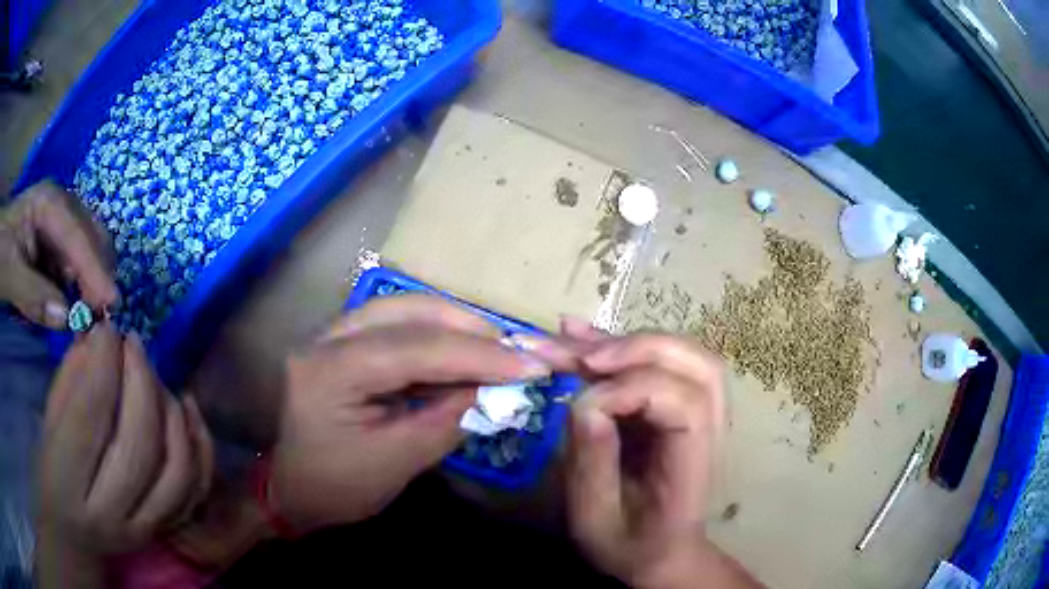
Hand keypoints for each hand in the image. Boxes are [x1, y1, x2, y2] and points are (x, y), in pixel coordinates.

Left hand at [0, 180, 116, 327]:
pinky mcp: (54, 243)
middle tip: (97, 315)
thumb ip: (33, 294)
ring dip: (89, 283)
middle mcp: (59, 206)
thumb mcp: (9, 273)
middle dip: (97, 273)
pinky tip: (72, 305)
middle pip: (91, 235)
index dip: (95, 268)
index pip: (77, 235)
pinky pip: (73, 265)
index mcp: (48, 203)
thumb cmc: (0, 254)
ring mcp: (57, 223)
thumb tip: (66, 318)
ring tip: (85, 316)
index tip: (112, 304)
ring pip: (86, 251)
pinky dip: (77, 287)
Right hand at [37, 324, 213, 585]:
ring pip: (175, 469)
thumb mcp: (49, 423)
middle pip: (138, 445)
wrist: (74, 537)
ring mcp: (145, 531)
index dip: (103, 363)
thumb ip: (71, 381)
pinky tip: (185, 406)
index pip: (89, 417)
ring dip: (170, 411)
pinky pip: (197, 488)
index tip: (110, 326)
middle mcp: (109, 517)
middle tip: (134, 343)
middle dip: (141, 382)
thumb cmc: (52, 473)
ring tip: (154, 375)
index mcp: (67, 486)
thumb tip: (102, 335)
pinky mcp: (167, 532)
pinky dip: (198, 443)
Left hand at [269, 294, 551, 532]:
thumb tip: (500, 390)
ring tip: (499, 349)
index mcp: (329, 371)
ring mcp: (334, 334)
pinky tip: (465, 353)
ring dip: (456, 326)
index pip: (414, 349)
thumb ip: (448, 420)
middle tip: (518, 351)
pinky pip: (399, 326)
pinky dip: (439, 337)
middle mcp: (327, 338)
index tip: (532, 366)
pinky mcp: (346, 342)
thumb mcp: (397, 463)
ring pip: (405, 310)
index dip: (478, 355)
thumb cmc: (337, 487)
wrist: (294, 490)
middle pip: (408, 311)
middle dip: (470, 328)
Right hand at [563, 327, 759, 588]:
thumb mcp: (597, 519)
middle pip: (695, 364)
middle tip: (582, 358)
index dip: (633, 391)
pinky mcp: (679, 409)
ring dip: (628, 342)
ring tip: (573, 338)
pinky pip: (660, 365)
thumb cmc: (630, 545)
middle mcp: (710, 431)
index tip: (581, 404)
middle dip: (636, 350)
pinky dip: (622, 346)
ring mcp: (701, 415)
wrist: (661, 553)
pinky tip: (582, 336)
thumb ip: (592, 464)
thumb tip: (583, 403)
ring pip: (681, 355)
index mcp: (694, 464)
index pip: (684, 403)